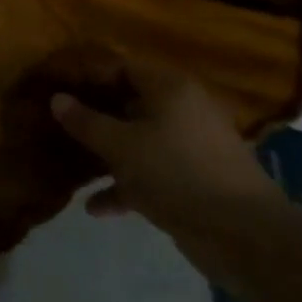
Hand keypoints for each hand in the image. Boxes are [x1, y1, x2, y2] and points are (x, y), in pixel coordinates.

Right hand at [52, 67, 291, 278]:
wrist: (244, 236)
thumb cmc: (176, 173)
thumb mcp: (120, 146)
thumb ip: (85, 122)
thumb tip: (57, 99)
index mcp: (169, 88)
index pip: (121, 66)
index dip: (88, 75)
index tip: (57, 88)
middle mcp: (182, 109)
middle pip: (129, 103)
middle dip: (94, 115)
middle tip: (58, 124)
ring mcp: (190, 146)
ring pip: (138, 140)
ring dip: (107, 153)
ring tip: (71, 164)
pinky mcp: (193, 180)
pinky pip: (151, 172)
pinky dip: (126, 185)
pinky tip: (96, 207)